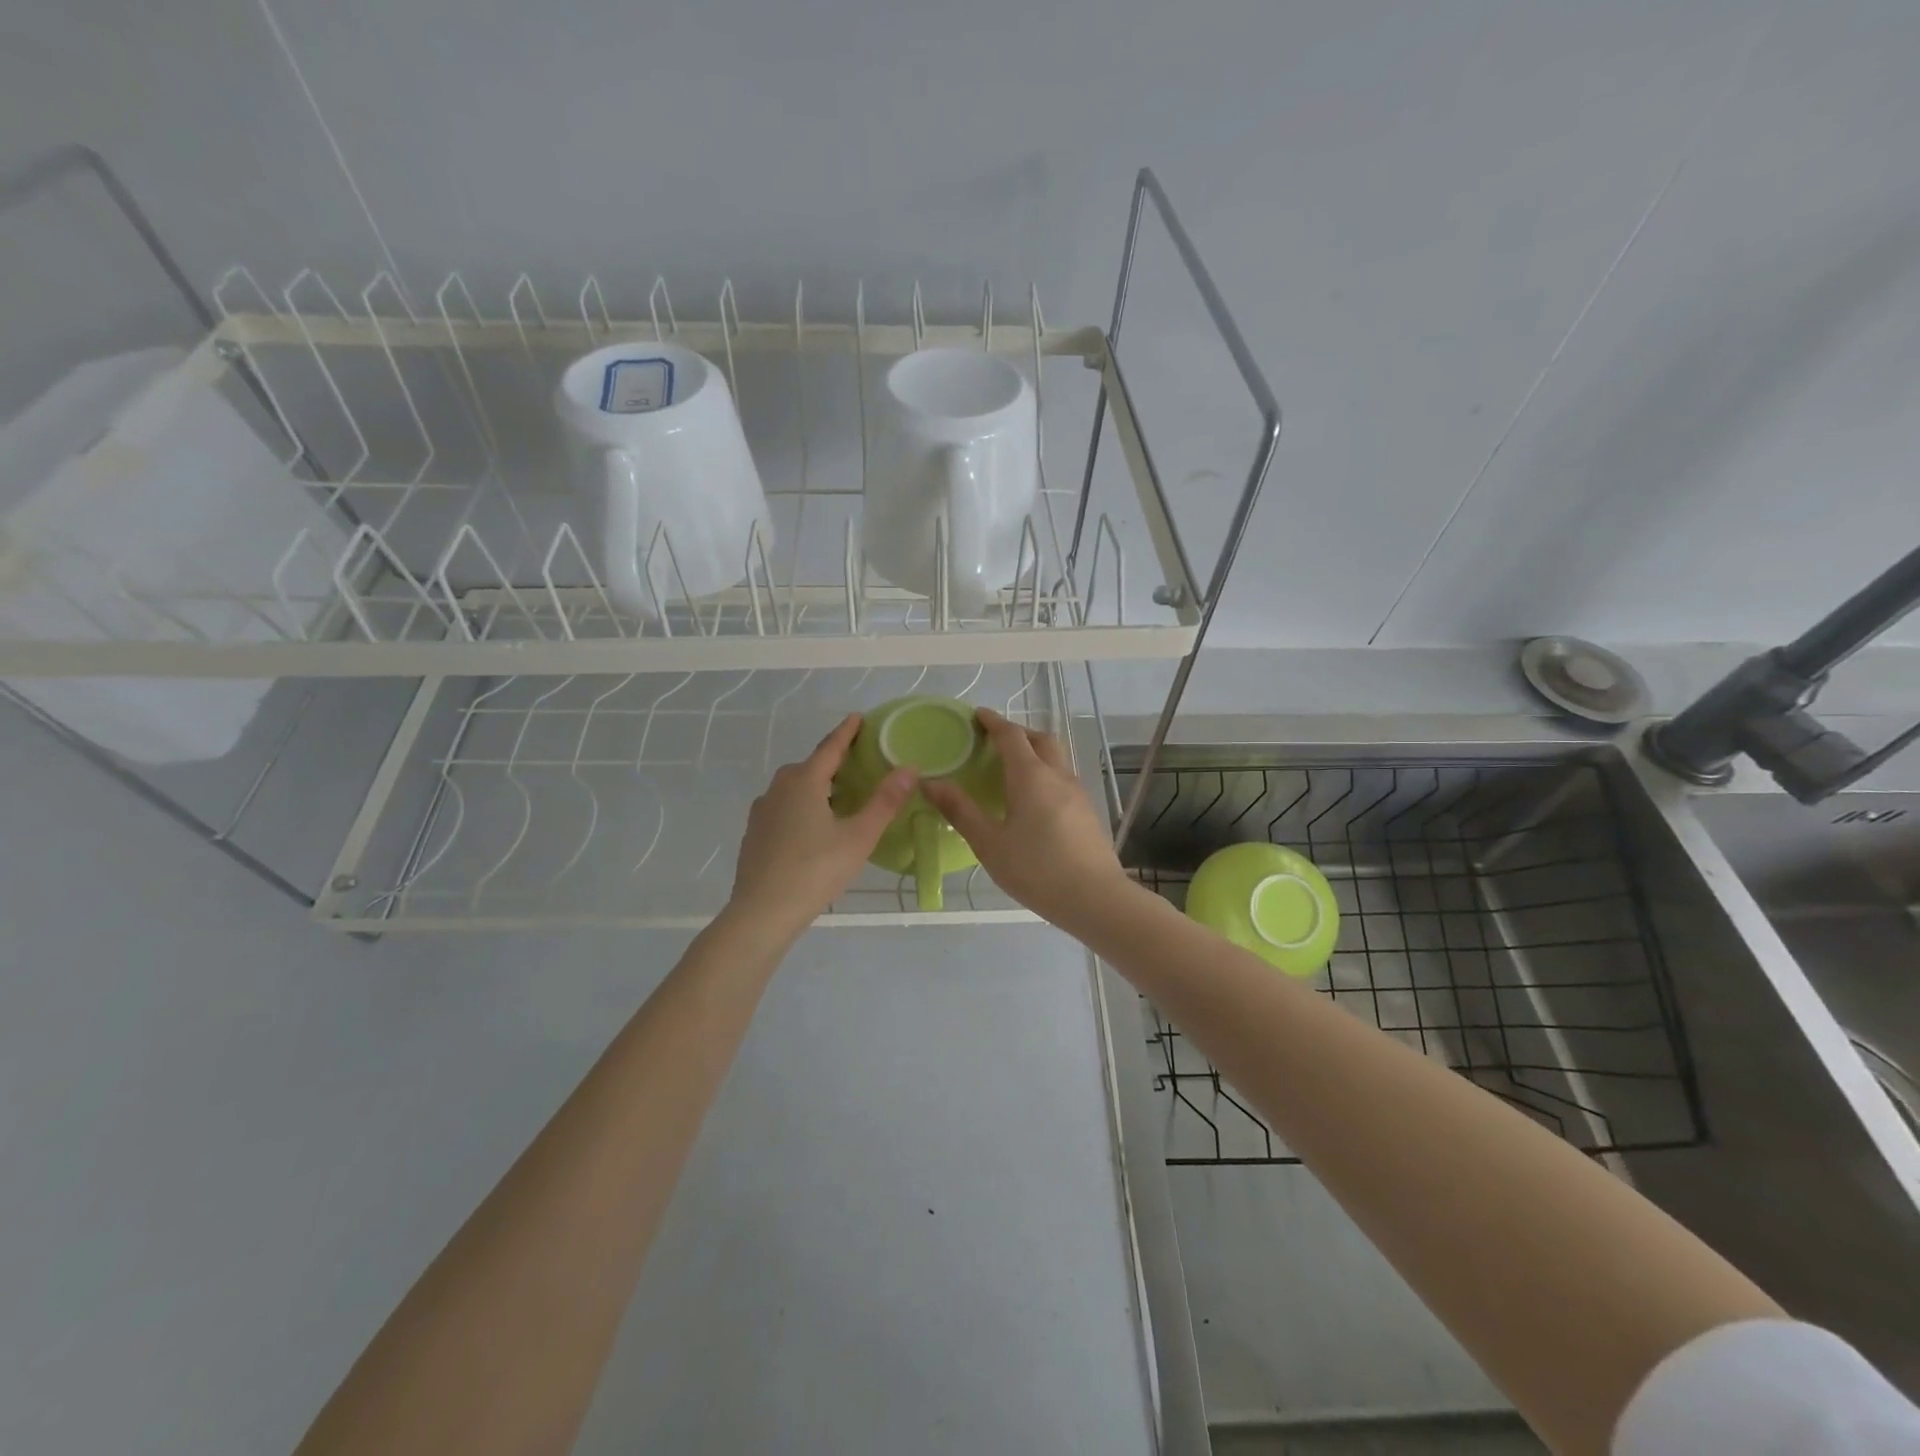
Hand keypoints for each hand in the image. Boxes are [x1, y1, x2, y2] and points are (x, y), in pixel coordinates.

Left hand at [728, 715, 915, 938]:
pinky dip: (803, 805)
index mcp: (804, 781)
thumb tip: (909, 768)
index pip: (831, 747)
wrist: (761, 913)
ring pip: (795, 787)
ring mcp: (763, 810)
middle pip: (811, 765)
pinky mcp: (755, 833)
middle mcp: (779, 788)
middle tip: (859, 763)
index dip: (847, 731)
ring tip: (841, 796)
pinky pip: (784, 806)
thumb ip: (885, 802)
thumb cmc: (815, 871)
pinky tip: (814, 827)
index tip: (859, 717)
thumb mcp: (858, 837)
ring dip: (818, 785)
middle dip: (834, 760)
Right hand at [921, 708, 1129, 932]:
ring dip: (1035, 752)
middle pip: (1040, 739)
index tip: (977, 715)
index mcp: (1031, 776)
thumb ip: (960, 811)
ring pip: (1056, 758)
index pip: (1011, 735)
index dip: (993, 722)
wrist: (1095, 898)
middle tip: (995, 741)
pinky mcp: (1087, 812)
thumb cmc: (1036, 869)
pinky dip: (1045, 774)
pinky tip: (1034, 800)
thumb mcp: (989, 843)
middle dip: (1018, 733)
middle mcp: (1057, 775)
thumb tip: (930, 782)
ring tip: (1012, 769)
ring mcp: (1077, 793)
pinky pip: (1063, 778)